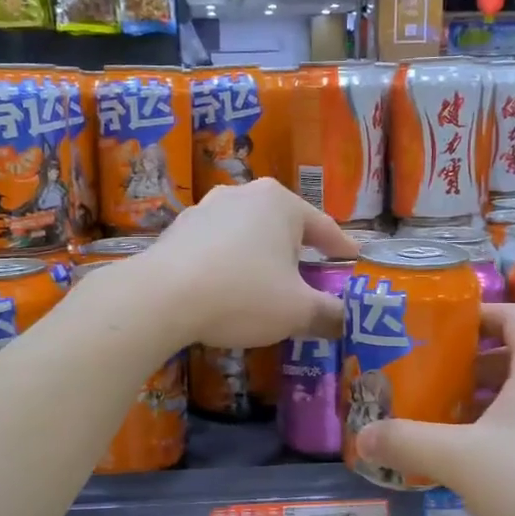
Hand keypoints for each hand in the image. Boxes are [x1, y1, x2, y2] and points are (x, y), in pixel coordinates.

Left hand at [132, 179, 358, 349]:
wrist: (160, 297)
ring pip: (247, 235)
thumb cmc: (242, 294)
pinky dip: (229, 264)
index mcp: (280, 203)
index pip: (323, 227)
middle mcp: (244, 194)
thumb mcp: (297, 311)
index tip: (353, 261)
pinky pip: (217, 247)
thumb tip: (345, 321)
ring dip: (261, 258)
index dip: (342, 249)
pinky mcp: (178, 229)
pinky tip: (227, 289)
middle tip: (310, 279)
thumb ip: (328, 314)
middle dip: (298, 253)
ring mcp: (206, 208)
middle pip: (283, 227)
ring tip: (266, 286)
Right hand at [352, 303, 514, 515]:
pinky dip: (503, 430)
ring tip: (442, 419)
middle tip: (428, 379)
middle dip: (468, 364)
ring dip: (484, 401)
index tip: (437, 331)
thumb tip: (361, 436)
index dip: (476, 315)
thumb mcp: (460, 459)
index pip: (514, 314)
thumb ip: (406, 442)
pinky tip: (474, 462)